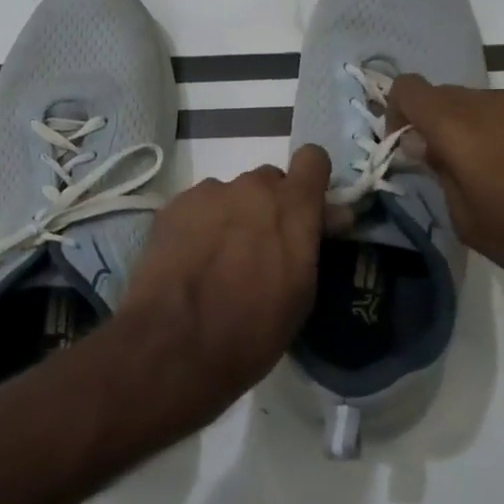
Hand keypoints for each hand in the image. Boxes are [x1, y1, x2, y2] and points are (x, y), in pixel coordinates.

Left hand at [105, 145, 329, 434]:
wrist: (174, 343)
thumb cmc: (253, 330)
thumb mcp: (301, 294)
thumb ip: (312, 243)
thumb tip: (330, 216)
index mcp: (292, 206)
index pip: (313, 160)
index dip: (311, 181)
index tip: (307, 209)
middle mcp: (251, 188)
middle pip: (268, 181)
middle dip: (269, 207)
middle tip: (259, 247)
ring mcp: (208, 193)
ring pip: (230, 194)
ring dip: (231, 217)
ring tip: (216, 260)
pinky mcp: (173, 206)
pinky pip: (197, 207)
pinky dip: (198, 226)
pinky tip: (188, 261)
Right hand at [388, 76, 503, 302]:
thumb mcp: (469, 220)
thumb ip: (439, 173)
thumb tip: (423, 145)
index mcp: (459, 125)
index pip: (408, 88)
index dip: (395, 113)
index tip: (403, 150)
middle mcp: (489, 102)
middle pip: (440, 95)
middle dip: (428, 124)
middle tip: (436, 168)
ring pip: (474, 104)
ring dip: (462, 129)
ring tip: (478, 176)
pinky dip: (494, 134)